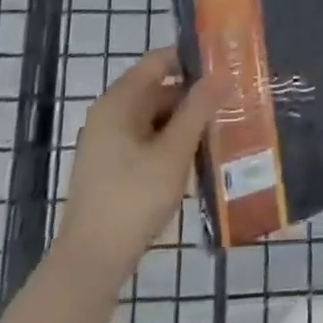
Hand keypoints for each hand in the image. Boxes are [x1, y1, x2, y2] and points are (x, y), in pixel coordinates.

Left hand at [56, 48, 217, 282]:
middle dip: (194, 95)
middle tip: (232, 99)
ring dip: (185, 122)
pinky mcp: (111, 169)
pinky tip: (197, 158)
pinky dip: (171, 143)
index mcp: (119, 101)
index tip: (225, 63)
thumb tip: (223, 73)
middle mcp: (109, 115)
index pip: (159, 61)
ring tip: (223, 128)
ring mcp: (107, 143)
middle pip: (157, 90)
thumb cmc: (133, 198)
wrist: (90, 263)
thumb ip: (199, 109)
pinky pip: (147, 141)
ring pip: (154, 118)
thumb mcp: (174, 151)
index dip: (191, 59)